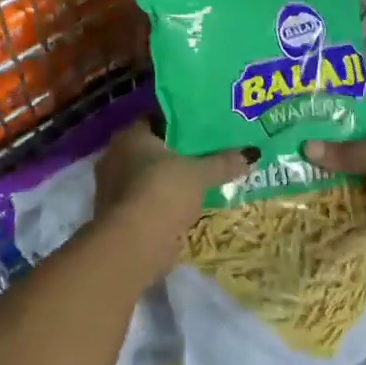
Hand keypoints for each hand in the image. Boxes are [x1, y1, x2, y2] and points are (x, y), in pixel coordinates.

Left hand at [93, 121, 254, 282]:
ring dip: (170, 181)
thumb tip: (251, 154)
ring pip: (149, 177)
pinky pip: (147, 201)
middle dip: (177, 154)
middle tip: (207, 154)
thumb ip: (223, 163)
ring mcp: (114, 188)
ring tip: (200, 181)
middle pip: (153, 149)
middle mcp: (115, 156)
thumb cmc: (163, 192)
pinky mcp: (118, 216)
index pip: (157, 120)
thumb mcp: (199, 174)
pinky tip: (185, 206)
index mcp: (130, 136)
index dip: (181, 123)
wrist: (134, 244)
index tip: (204, 128)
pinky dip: (163, 203)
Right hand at [304, 106, 365, 279]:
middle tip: (295, 158)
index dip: (336, 118)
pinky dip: (364, 212)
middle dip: (335, 154)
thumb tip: (305, 147)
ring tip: (305, 185)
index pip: (362, 114)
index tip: (303, 123)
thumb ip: (350, 154)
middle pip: (362, 149)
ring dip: (347, 184)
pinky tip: (334, 215)